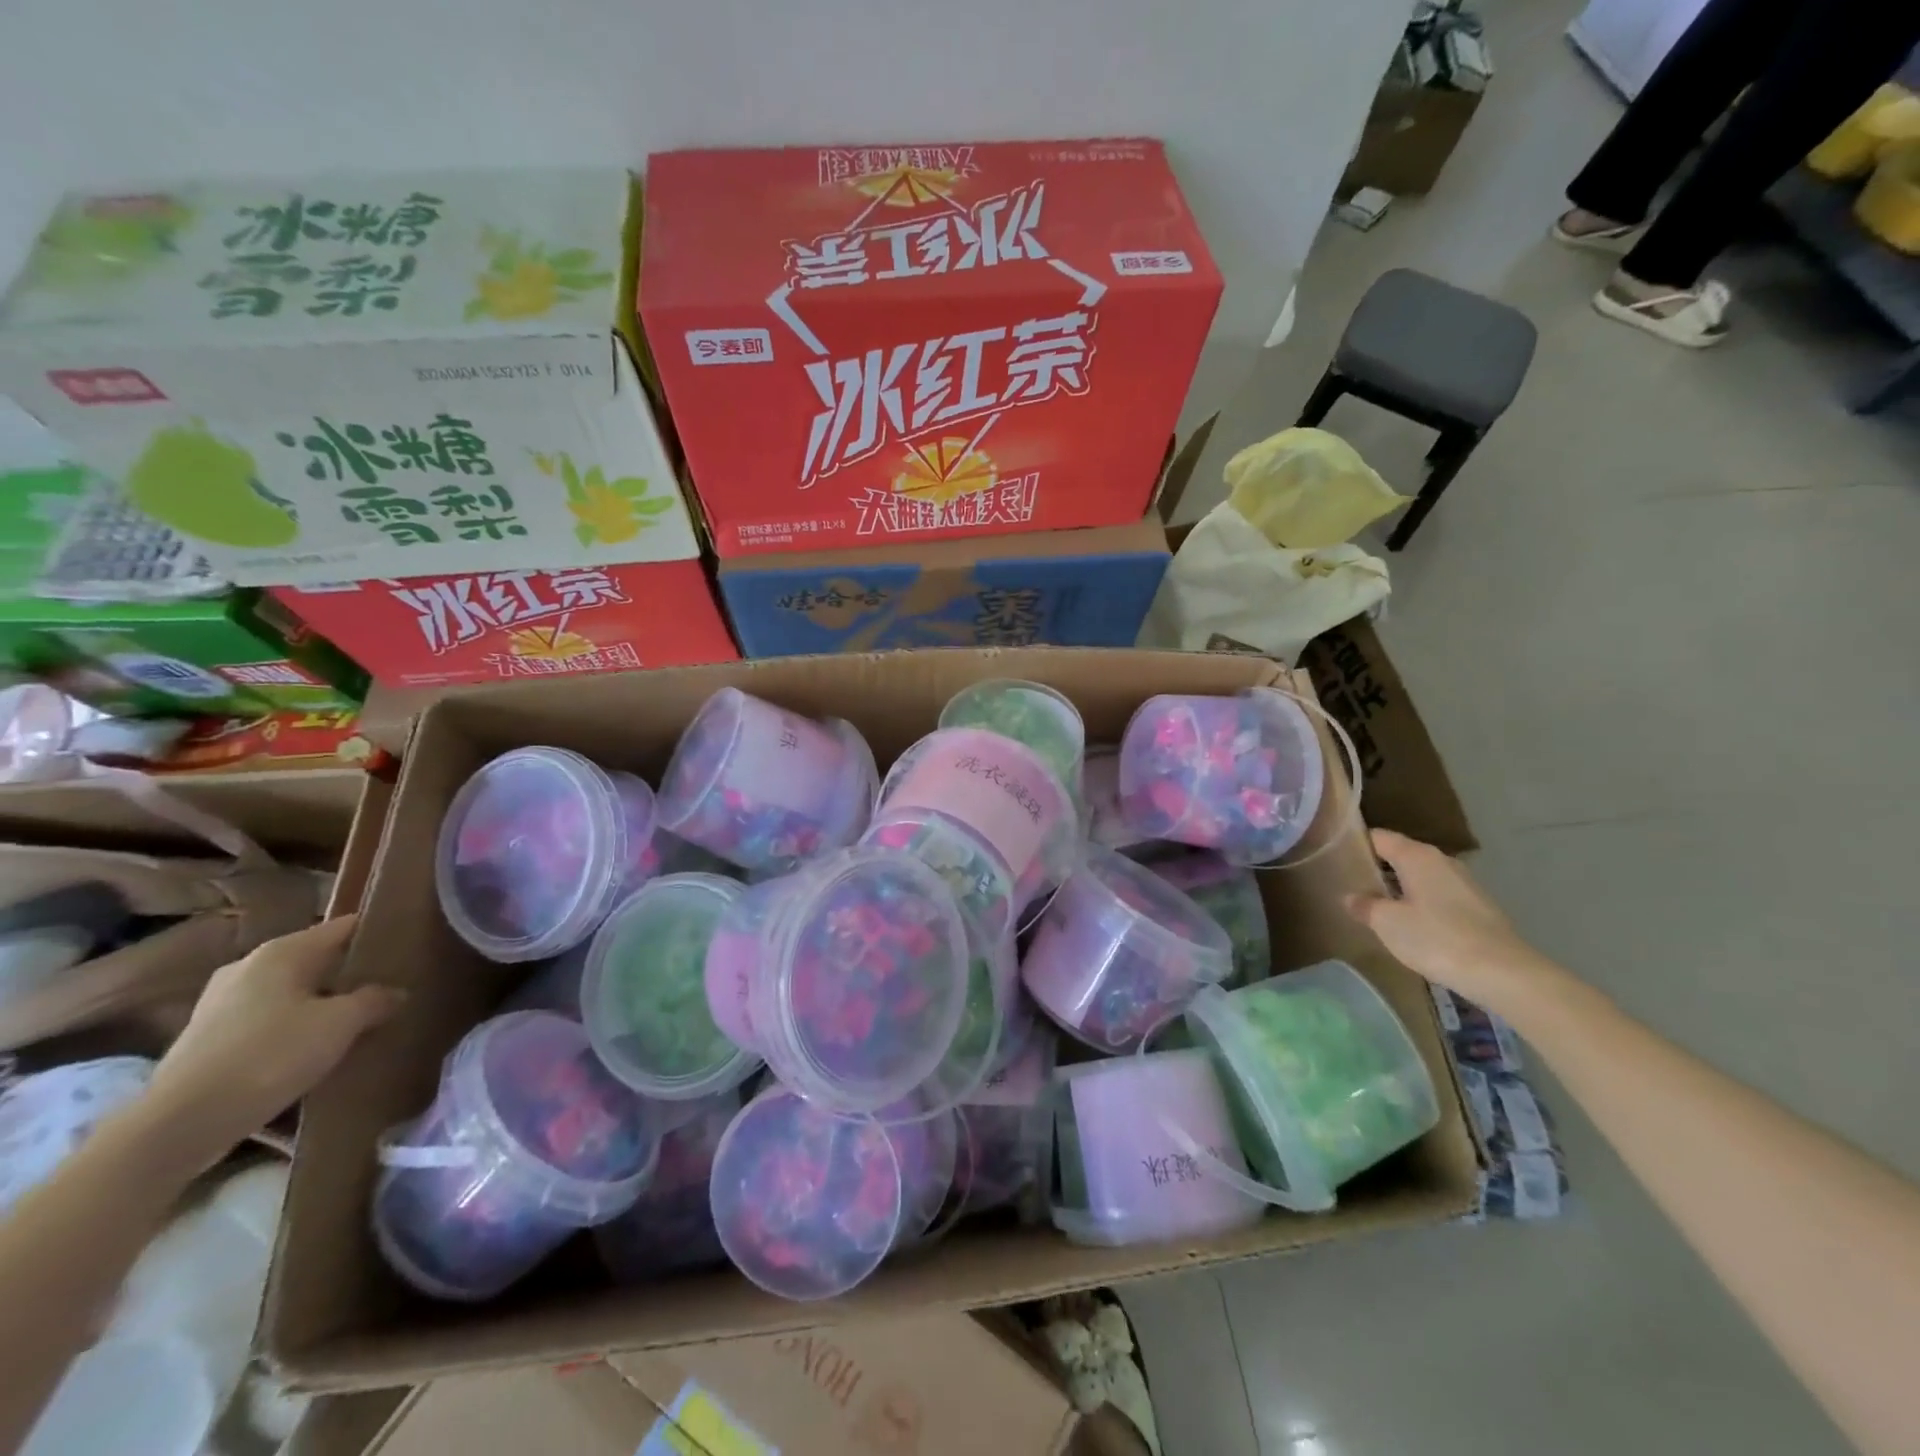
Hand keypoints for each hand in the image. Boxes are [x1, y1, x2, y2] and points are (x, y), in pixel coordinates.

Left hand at [141, 915, 401, 1167]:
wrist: (181, 1123)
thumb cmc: (271, 1055)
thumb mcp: (341, 1023)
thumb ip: (375, 1000)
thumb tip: (395, 992)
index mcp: (282, 951)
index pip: (345, 927)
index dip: (378, 933)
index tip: (408, 946)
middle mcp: (248, 966)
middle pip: (316, 960)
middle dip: (349, 972)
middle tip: (388, 986)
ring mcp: (220, 1003)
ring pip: (289, 992)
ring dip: (319, 1002)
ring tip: (354, 1019)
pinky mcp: (206, 1038)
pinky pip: (265, 1020)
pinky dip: (291, 1027)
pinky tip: (311, 1048)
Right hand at [1345, 830, 1566, 1018]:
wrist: (1504, 974)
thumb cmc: (1437, 939)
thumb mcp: (1387, 923)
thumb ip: (1364, 905)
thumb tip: (1350, 897)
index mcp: (1416, 855)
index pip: (1378, 837)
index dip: (1355, 845)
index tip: (1335, 859)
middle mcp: (1442, 861)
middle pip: (1400, 856)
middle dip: (1376, 869)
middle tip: (1350, 886)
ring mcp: (1464, 883)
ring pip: (1420, 877)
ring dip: (1399, 889)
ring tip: (1376, 908)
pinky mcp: (1478, 907)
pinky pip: (1438, 896)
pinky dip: (1421, 904)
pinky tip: (1411, 927)